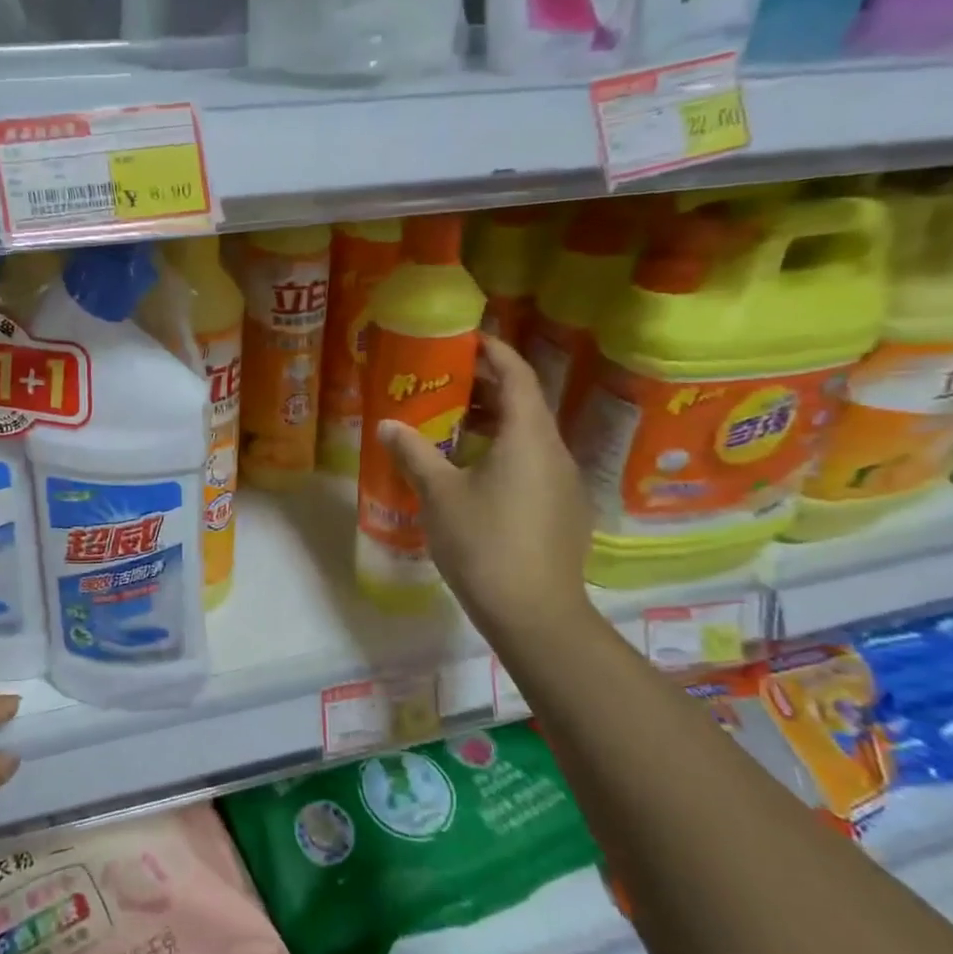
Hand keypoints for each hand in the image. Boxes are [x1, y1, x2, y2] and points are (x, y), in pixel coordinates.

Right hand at [377, 337, 593, 639]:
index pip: (517, 376)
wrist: (534, 614)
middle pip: (526, 404)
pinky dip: (506, 453)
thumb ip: (414, 453)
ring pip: (530, 437)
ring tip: (455, 426)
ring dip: (496, 423)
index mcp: (528, 437)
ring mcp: (565, 484)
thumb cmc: (484, 543)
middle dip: (488, 388)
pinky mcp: (565, 512)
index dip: (494, 352)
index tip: (468, 339)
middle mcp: (555, 452)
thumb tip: (387, 424)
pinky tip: (476, 475)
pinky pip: (534, 465)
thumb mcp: (439, 494)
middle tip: (448, 383)